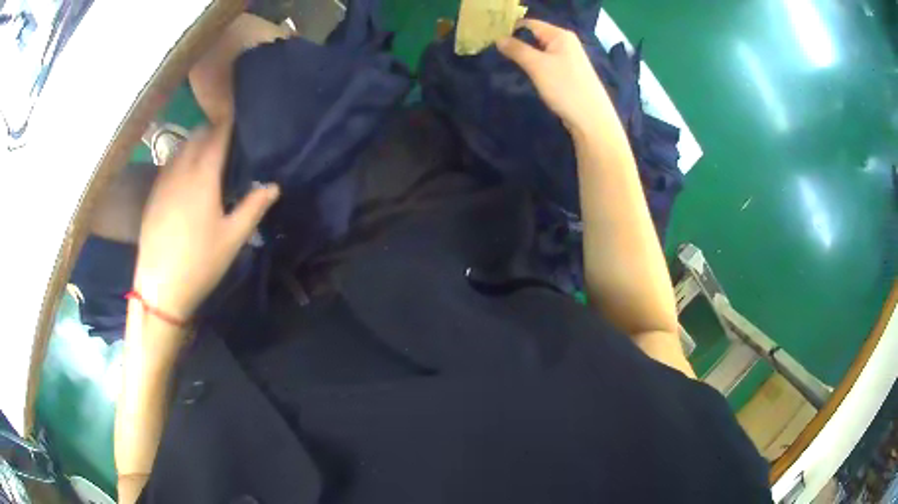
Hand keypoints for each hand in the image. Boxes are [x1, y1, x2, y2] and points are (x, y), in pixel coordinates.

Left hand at [133, 123, 279, 320]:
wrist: (160, 288)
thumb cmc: (200, 262)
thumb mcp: (233, 238)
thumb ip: (254, 206)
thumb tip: (273, 185)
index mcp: (203, 176)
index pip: (217, 137)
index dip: (229, 124)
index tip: (240, 120)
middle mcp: (180, 171)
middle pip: (197, 137)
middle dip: (212, 131)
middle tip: (227, 140)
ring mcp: (163, 183)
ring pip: (180, 149)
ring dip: (195, 144)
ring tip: (207, 155)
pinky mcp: (153, 196)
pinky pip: (168, 165)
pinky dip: (180, 160)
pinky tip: (186, 176)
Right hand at [497, 19, 610, 134]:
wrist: (591, 119)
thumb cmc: (565, 87)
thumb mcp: (537, 66)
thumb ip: (517, 50)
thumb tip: (498, 38)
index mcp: (560, 35)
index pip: (530, 23)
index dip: (510, 27)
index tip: (490, 36)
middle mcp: (566, 43)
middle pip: (535, 36)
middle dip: (516, 41)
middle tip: (493, 49)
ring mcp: (568, 58)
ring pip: (540, 50)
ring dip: (524, 55)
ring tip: (504, 60)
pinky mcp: (568, 73)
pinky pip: (546, 62)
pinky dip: (534, 65)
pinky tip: (524, 72)